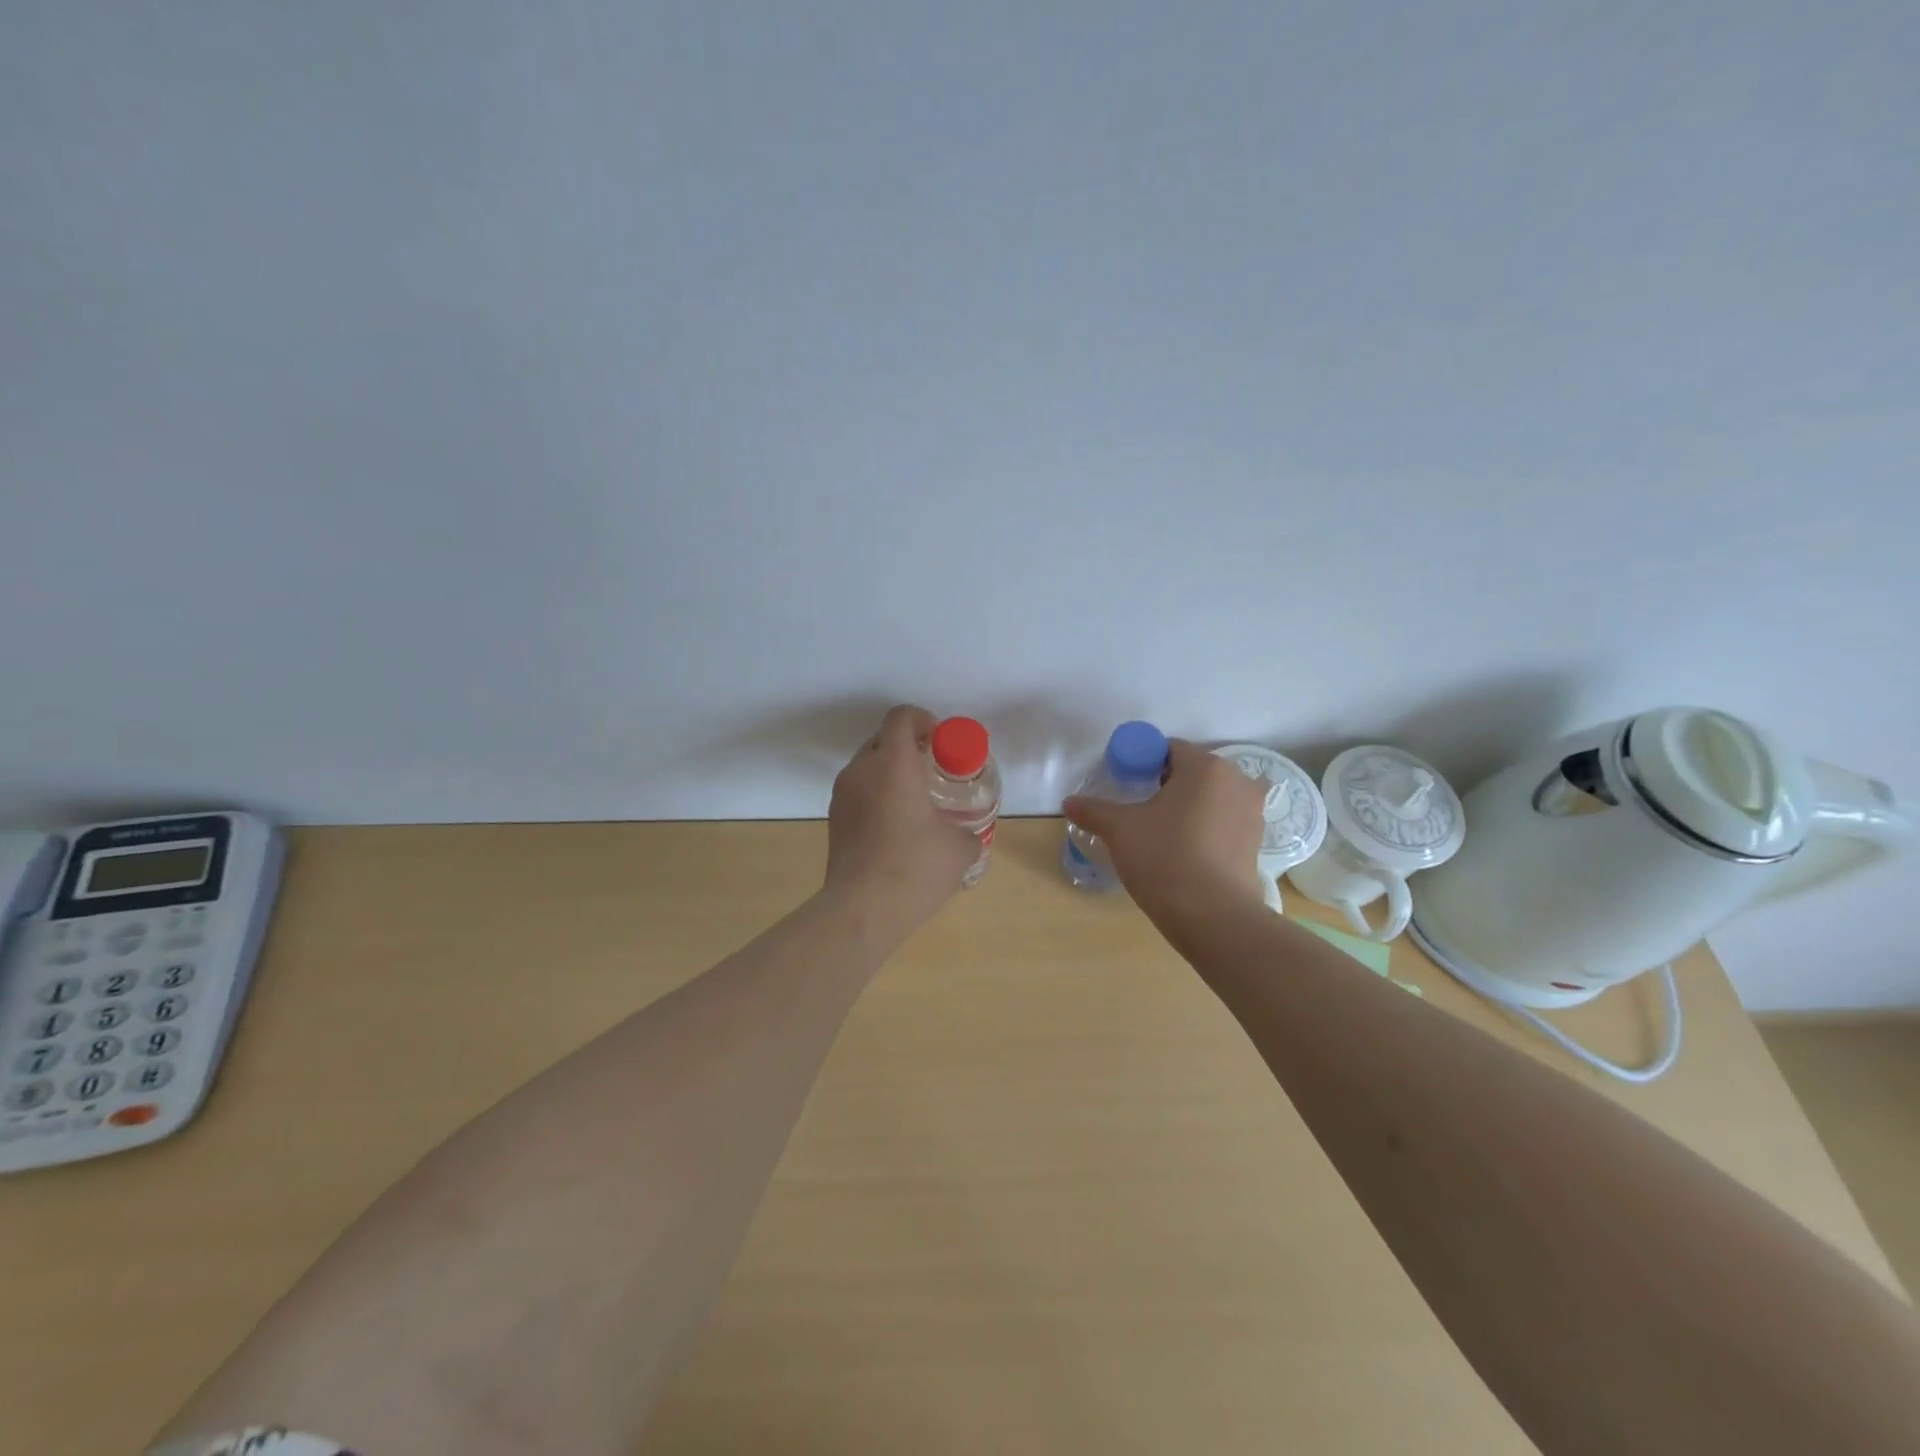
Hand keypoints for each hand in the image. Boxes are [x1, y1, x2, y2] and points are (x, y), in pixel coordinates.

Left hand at [825, 704, 981, 934]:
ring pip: (867, 767)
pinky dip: (876, 797)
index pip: (901, 717)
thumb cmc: (915, 867)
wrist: (863, 909)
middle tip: (931, 773)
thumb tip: (966, 836)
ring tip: (914, 803)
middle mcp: (861, 771)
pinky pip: (857, 793)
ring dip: (890, 773)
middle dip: (908, 748)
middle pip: (882, 740)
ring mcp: (841, 796)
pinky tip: (895, 828)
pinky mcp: (833, 821)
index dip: (922, 720)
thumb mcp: (960, 849)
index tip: (939, 743)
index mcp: (893, 764)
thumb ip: (968, 832)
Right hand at [1063, 739, 1268, 929]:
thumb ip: (1094, 810)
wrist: (1212, 915)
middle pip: (1193, 772)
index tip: (1126, 786)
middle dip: (1168, 785)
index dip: (1143, 763)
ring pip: (1211, 798)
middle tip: (1140, 810)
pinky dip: (1206, 829)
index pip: (1169, 749)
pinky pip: (1224, 823)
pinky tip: (1185, 851)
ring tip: (1162, 833)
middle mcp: (1237, 781)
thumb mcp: (1120, 830)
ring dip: (1189, 807)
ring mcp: (1253, 812)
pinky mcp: (1257, 843)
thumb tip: (1069, 802)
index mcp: (1205, 766)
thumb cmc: (1165, 857)